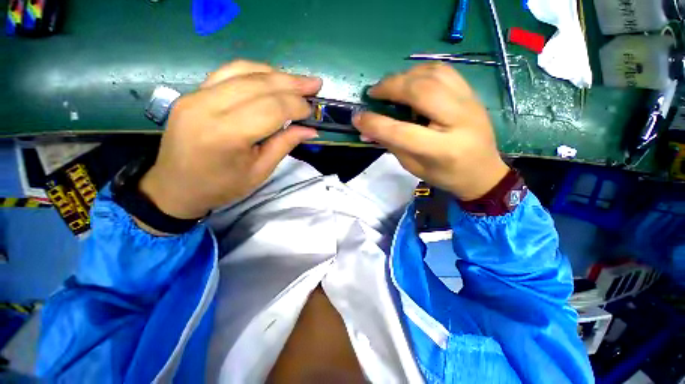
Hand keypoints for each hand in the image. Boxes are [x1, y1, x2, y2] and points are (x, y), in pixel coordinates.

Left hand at [139, 60, 321, 219]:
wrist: (175, 187)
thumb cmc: (222, 186)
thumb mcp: (260, 171)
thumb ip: (285, 145)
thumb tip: (310, 130)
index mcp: (227, 135)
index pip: (271, 109)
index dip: (296, 105)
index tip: (312, 110)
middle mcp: (208, 107)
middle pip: (259, 85)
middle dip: (292, 83)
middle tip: (315, 83)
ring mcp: (196, 96)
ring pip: (243, 71)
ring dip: (276, 74)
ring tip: (298, 80)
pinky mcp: (193, 93)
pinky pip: (227, 72)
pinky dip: (254, 72)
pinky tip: (271, 77)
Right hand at [353, 62, 509, 200]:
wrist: (483, 172)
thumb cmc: (445, 175)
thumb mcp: (414, 167)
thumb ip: (391, 145)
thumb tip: (366, 129)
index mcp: (442, 149)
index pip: (401, 131)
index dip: (375, 123)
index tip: (357, 117)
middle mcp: (458, 121)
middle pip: (420, 91)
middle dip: (390, 87)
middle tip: (373, 93)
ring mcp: (469, 102)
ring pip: (433, 74)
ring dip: (405, 76)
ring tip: (390, 87)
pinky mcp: (471, 94)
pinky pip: (444, 71)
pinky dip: (421, 72)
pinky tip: (411, 81)